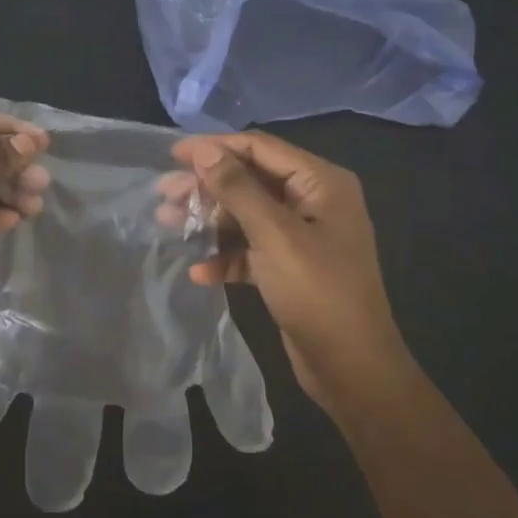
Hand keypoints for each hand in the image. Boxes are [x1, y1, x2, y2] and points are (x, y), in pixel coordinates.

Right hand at [162, 133, 405, 407]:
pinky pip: (250, 248)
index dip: (215, 147)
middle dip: (206, 187)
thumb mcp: (274, 235)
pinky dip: (225, 255)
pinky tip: (199, 272)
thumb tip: (204, 150)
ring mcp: (302, 235)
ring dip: (209, 220)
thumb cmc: (317, 293)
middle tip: (164, 194)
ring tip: (168, 224)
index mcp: (320, 183)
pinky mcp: (290, 267)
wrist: (353, 371)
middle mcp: (313, 201)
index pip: (260, 147)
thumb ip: (237, 188)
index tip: (172, 155)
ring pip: (245, 214)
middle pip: (249, 180)